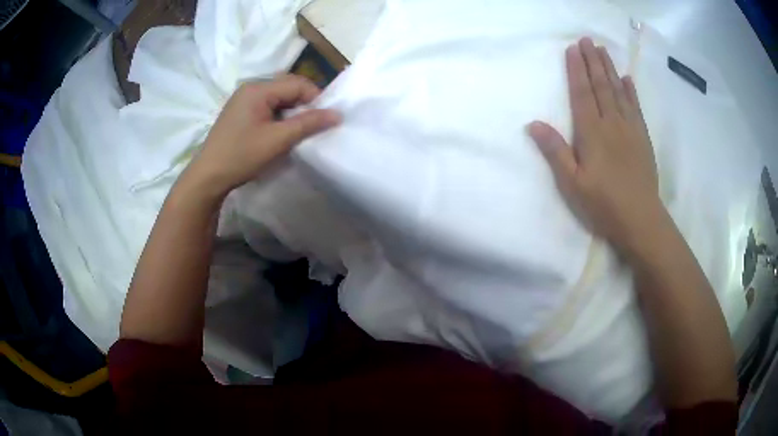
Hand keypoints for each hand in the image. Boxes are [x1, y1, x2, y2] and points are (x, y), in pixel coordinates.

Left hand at [185, 75, 340, 198]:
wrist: (208, 176)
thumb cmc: (241, 156)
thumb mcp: (277, 140)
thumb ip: (308, 124)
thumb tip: (337, 114)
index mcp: (258, 89)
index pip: (297, 84)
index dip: (315, 99)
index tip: (325, 120)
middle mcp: (250, 88)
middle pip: (288, 87)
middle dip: (304, 104)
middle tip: (313, 126)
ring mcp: (243, 99)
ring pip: (278, 98)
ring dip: (292, 111)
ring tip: (298, 131)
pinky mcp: (240, 112)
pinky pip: (267, 106)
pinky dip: (279, 116)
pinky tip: (280, 132)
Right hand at [528, 38, 663, 257]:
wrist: (641, 220)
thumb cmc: (603, 205)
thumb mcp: (572, 184)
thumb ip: (555, 152)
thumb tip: (533, 123)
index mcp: (592, 133)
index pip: (581, 93)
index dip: (576, 70)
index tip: (572, 49)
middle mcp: (611, 124)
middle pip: (601, 86)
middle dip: (593, 61)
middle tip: (587, 39)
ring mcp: (630, 129)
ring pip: (618, 92)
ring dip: (610, 69)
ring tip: (603, 50)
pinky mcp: (643, 139)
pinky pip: (636, 108)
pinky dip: (631, 91)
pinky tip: (627, 79)